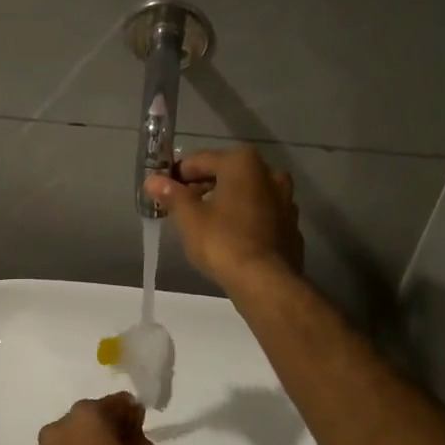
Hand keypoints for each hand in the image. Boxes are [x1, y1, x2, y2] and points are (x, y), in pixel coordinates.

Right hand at [144, 147, 303, 290]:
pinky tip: (231, 237)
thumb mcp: (189, 218)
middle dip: (203, 187)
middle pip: (226, 173)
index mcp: (242, 163)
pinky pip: (260, 213)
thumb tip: (152, 180)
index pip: (200, 160)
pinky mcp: (291, 224)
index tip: (163, 192)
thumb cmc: (223, 242)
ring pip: (246, 193)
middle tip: (182, 208)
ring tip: (205, 223)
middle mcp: (269, 173)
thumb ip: (172, 195)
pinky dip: (245, 218)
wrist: (266, 283)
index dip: (178, 175)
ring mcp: (285, 199)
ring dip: (226, 201)